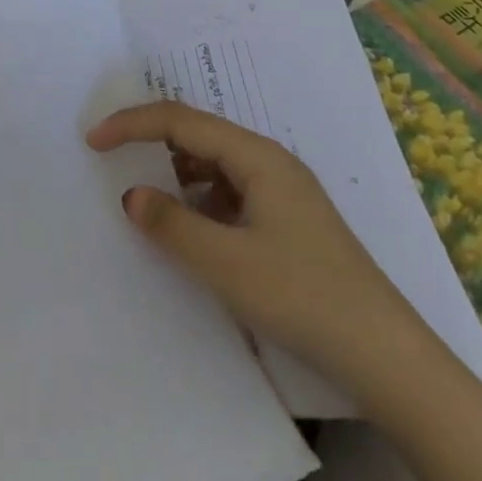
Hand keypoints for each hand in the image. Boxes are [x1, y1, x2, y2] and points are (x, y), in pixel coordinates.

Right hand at [86, 101, 418, 389]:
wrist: (389, 360)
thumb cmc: (303, 297)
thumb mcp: (226, 263)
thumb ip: (171, 224)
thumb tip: (130, 195)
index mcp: (256, 156)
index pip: (180, 120)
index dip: (132, 124)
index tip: (93, 140)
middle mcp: (269, 162)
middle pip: (197, 134)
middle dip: (152, 140)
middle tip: (112, 157)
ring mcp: (282, 192)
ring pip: (213, 164)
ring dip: (177, 173)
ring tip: (149, 198)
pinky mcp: (287, 221)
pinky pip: (229, 192)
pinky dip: (200, 201)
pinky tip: (193, 230)